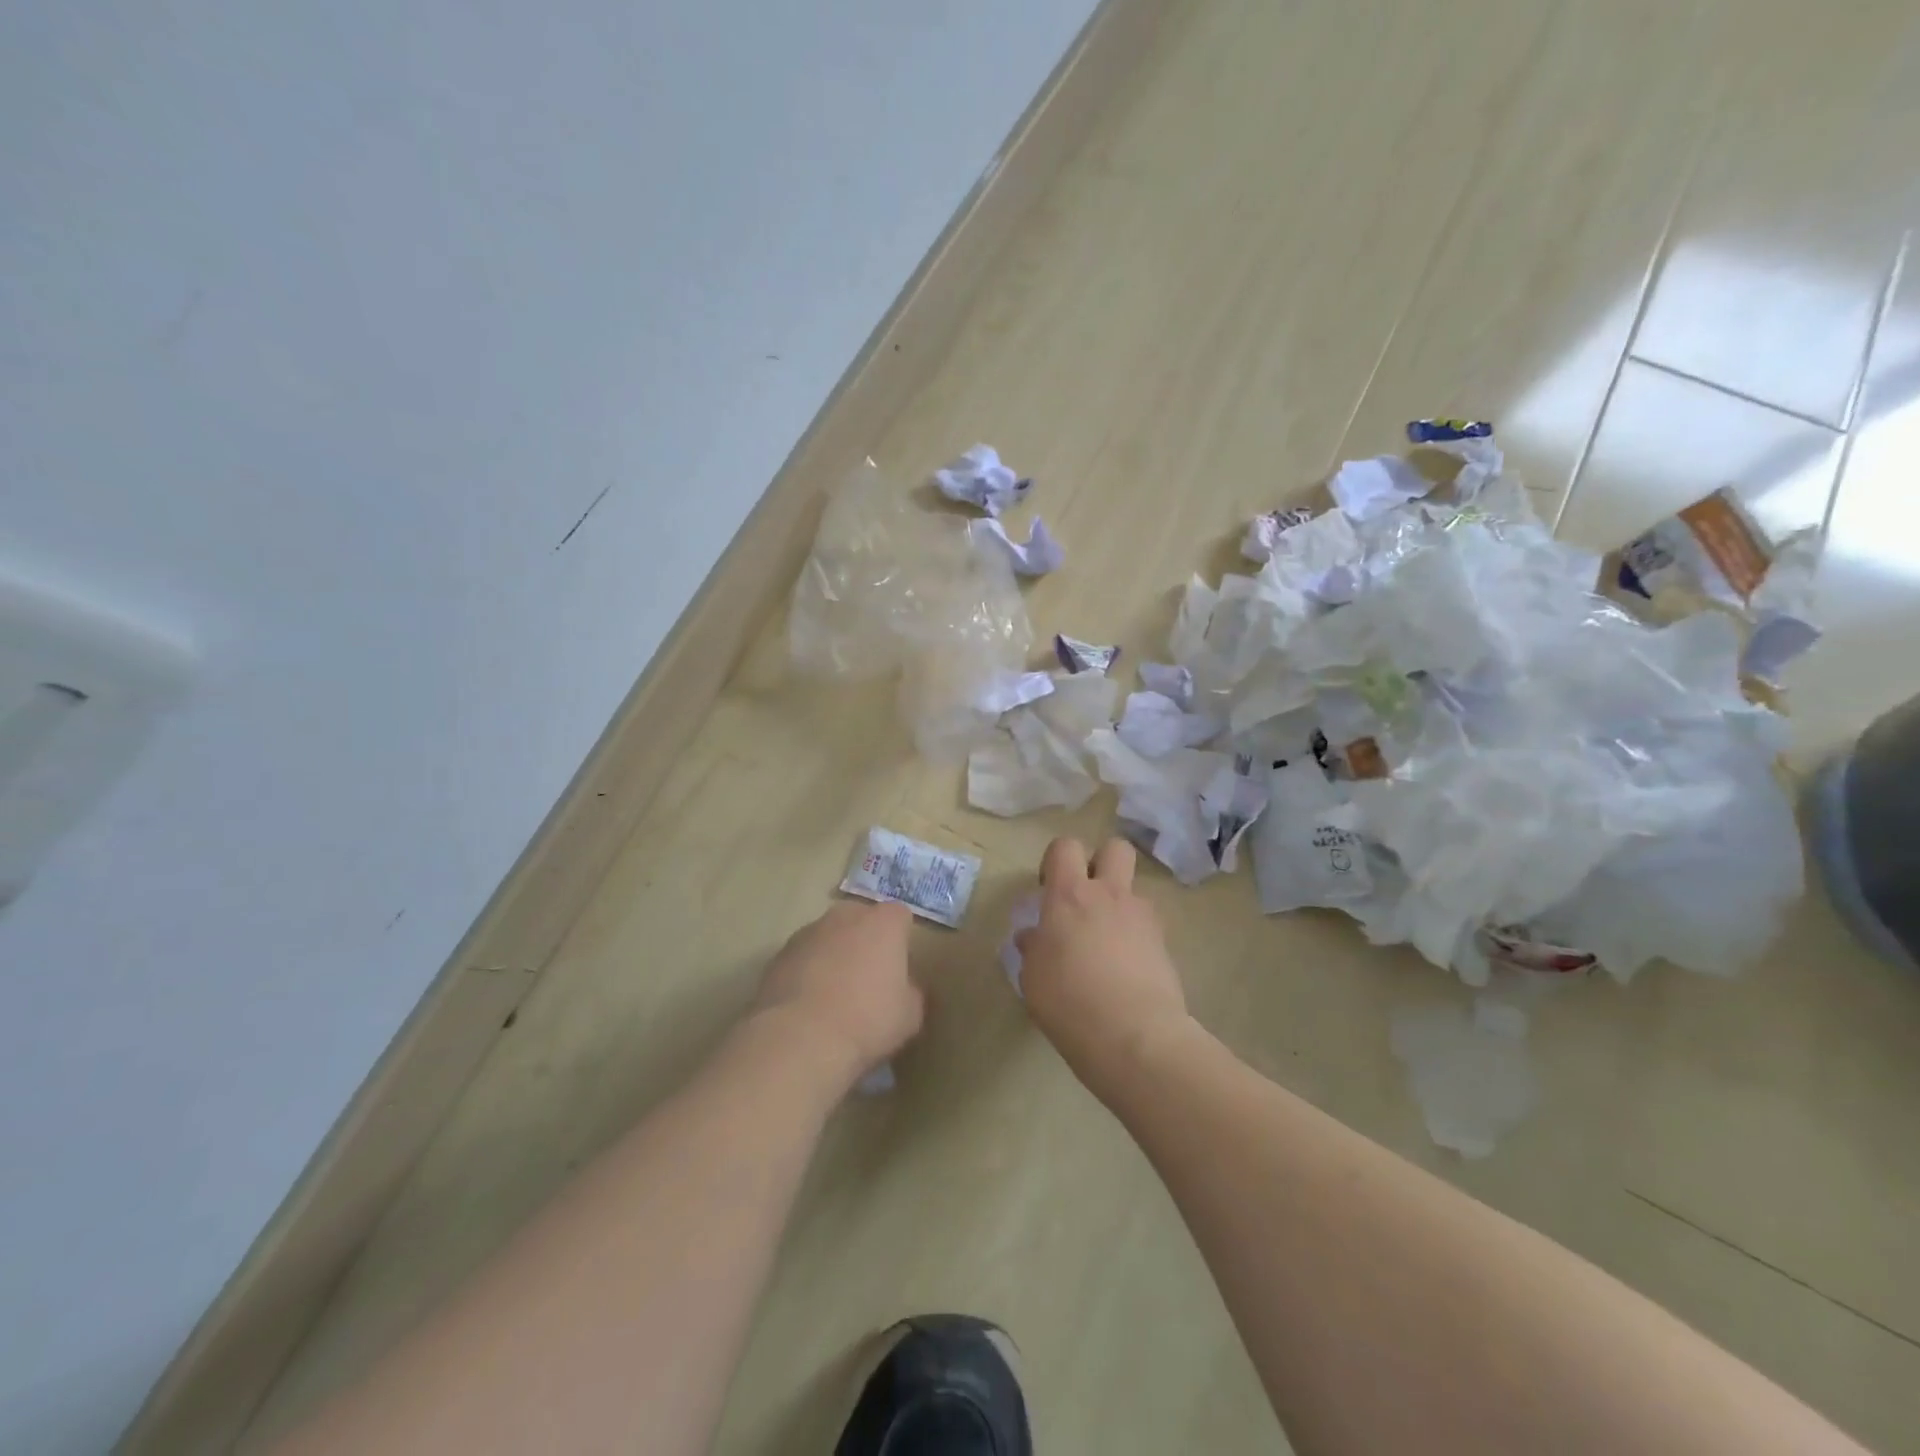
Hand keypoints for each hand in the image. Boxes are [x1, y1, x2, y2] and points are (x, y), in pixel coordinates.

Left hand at [753, 900, 924, 1090]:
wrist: (800, 1038)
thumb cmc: (867, 1020)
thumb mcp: (910, 1015)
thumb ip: (910, 991)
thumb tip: (902, 987)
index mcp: (883, 923)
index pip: (900, 916)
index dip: (901, 941)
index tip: (899, 969)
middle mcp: (845, 916)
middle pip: (861, 920)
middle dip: (865, 942)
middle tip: (868, 980)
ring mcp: (808, 932)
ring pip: (828, 937)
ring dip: (833, 956)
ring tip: (834, 997)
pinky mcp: (778, 955)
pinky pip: (802, 959)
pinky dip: (807, 974)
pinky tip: (808, 1008)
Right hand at [1015, 837, 1190, 1098]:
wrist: (1135, 1036)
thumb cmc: (1069, 1003)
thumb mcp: (1033, 979)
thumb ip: (1033, 948)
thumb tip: (1033, 936)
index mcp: (1069, 895)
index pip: (1065, 847)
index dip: (1055, 860)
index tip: (1047, 889)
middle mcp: (1109, 895)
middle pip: (1115, 848)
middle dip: (1101, 862)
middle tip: (1085, 897)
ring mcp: (1142, 917)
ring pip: (1133, 889)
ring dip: (1119, 905)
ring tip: (1107, 942)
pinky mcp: (1164, 943)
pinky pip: (1147, 924)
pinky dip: (1135, 936)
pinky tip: (1125, 968)